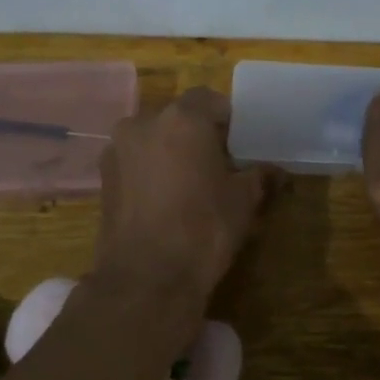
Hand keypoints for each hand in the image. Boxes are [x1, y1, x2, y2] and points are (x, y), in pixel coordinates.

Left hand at [92, 87, 272, 300]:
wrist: (146, 279)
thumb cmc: (204, 229)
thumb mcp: (244, 201)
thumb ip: (260, 176)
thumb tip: (276, 172)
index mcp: (181, 118)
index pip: (211, 100)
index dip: (229, 121)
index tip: (241, 146)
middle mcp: (143, 123)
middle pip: (178, 118)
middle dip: (199, 137)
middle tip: (220, 166)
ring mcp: (117, 151)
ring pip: (154, 140)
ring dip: (172, 154)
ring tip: (192, 187)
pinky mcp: (103, 179)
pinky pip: (137, 163)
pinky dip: (152, 173)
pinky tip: (168, 203)